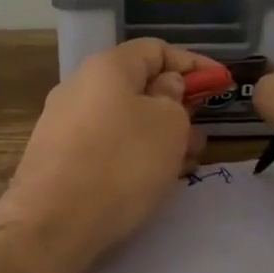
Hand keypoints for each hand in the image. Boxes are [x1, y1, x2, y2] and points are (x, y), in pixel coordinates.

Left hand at [0, 39, 210, 268]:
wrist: (51, 223)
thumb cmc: (121, 164)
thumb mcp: (168, 124)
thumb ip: (175, 98)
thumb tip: (164, 88)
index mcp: (107, 67)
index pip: (157, 49)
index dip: (194, 64)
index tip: (222, 85)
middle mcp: (79, 87)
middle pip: (137, 86)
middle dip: (176, 106)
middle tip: (201, 133)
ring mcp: (63, 123)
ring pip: (123, 119)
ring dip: (158, 135)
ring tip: (184, 163)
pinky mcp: (57, 158)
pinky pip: (105, 145)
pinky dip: (133, 154)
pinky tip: (151, 179)